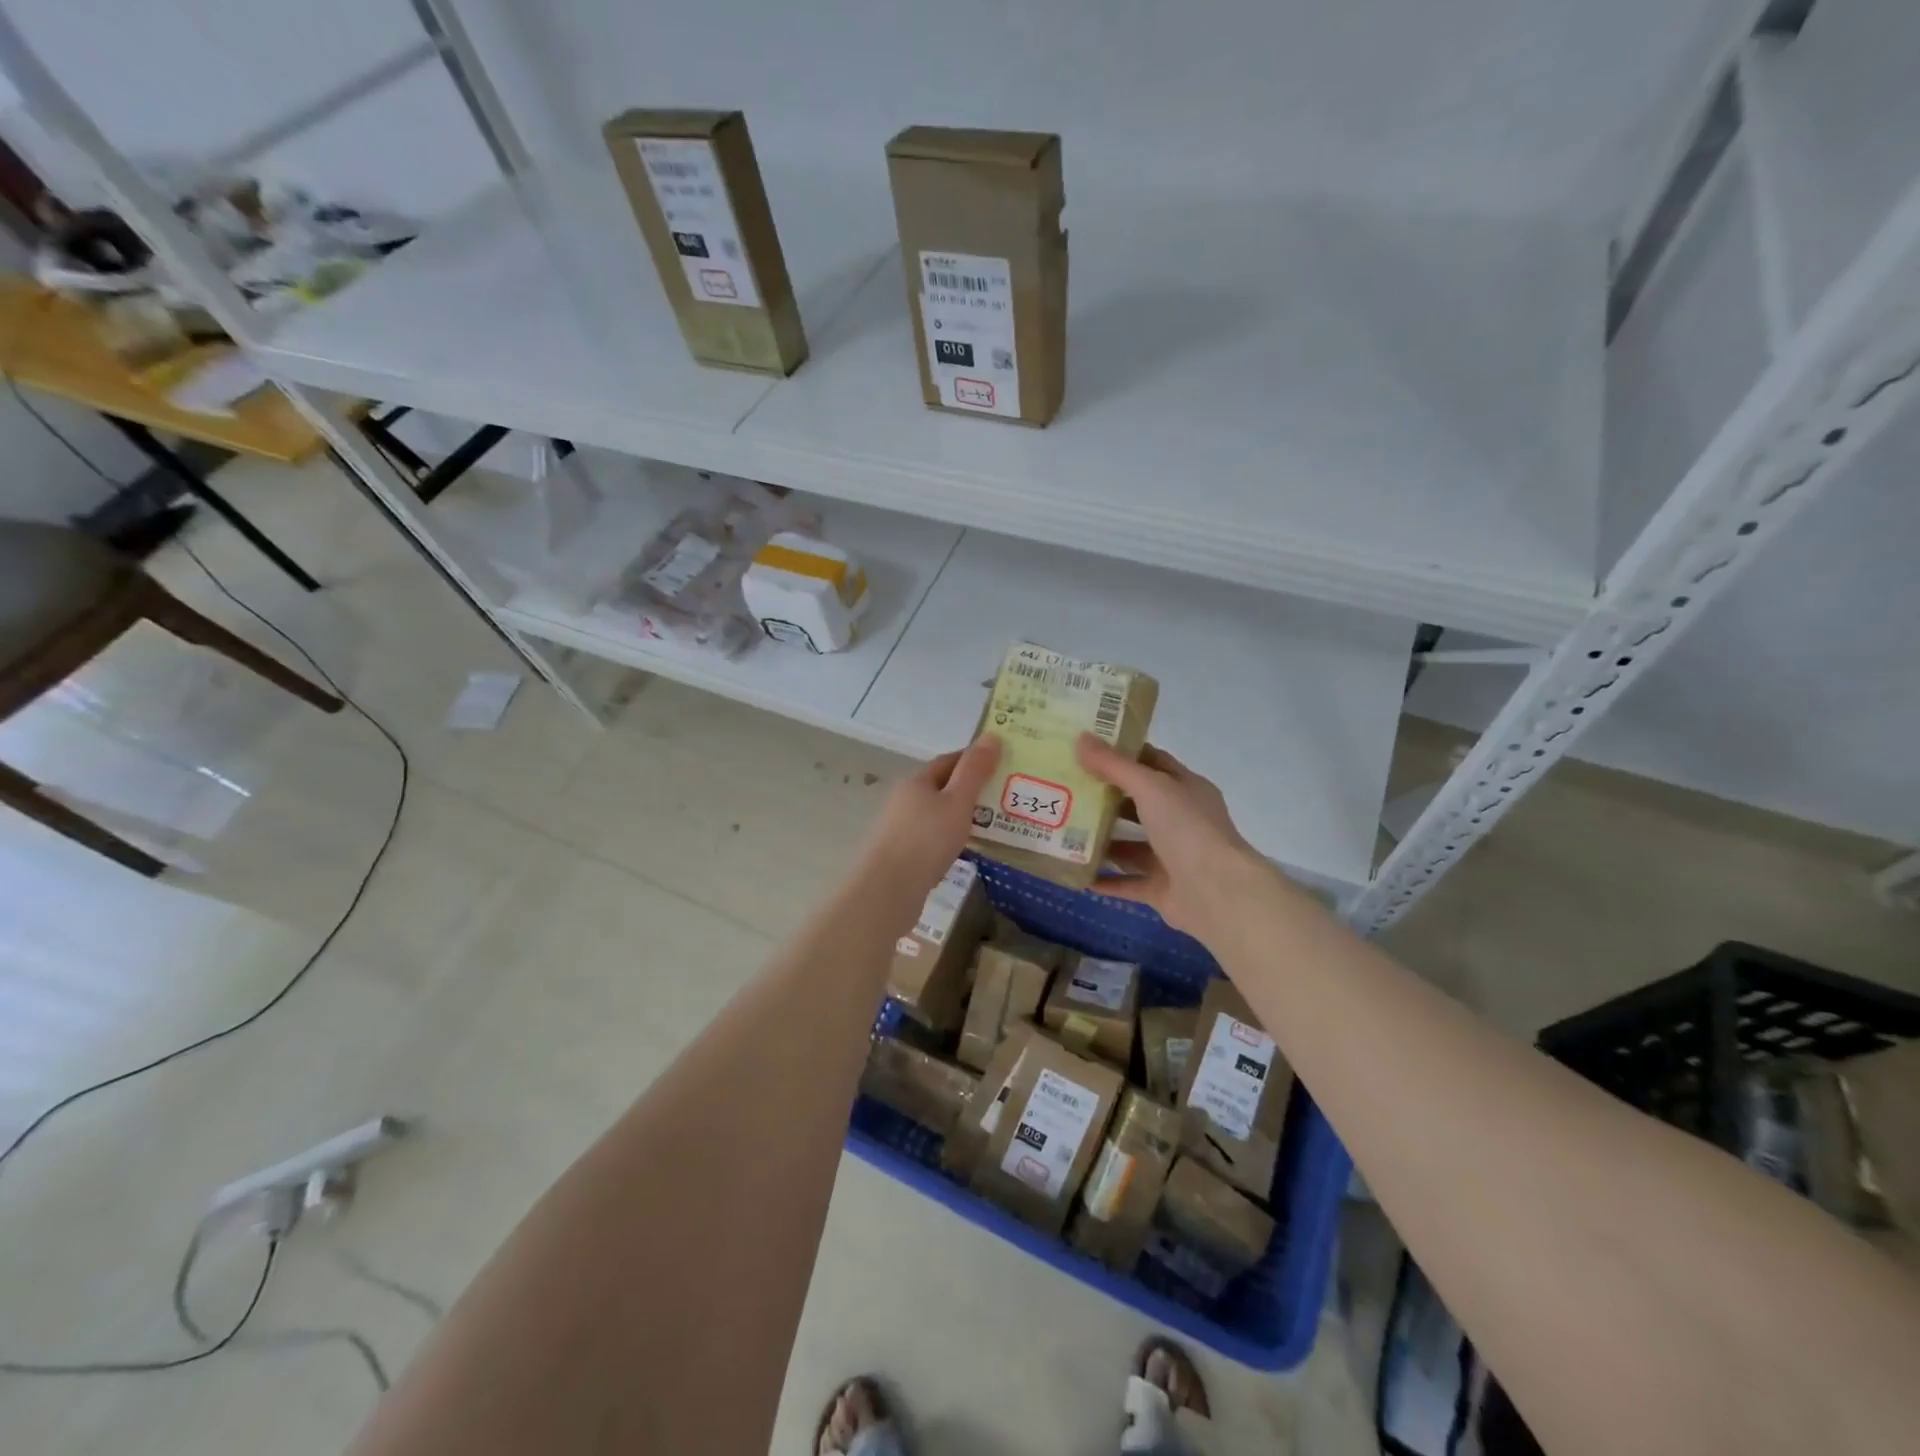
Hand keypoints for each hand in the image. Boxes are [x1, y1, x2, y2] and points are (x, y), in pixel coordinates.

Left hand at [852, 735, 1001, 910]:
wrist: (887, 889)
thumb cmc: (926, 840)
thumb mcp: (958, 802)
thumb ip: (975, 771)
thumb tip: (991, 736)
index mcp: (917, 781)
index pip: (949, 761)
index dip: (974, 760)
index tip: (1001, 765)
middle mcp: (904, 799)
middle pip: (940, 787)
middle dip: (969, 790)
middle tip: (1002, 798)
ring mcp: (898, 827)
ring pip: (935, 814)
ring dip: (958, 816)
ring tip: (988, 826)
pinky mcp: (899, 854)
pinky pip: (930, 837)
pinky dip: (948, 838)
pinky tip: (962, 851)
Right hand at [1074, 734, 1268, 938]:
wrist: (1217, 893)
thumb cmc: (1187, 829)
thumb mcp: (1150, 787)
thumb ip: (1114, 765)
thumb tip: (1080, 738)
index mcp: (1186, 789)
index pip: (1153, 762)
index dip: (1124, 754)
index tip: (1088, 748)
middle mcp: (1181, 821)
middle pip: (1139, 804)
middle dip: (1106, 798)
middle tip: (1067, 789)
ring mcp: (1173, 857)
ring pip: (1132, 846)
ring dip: (1103, 840)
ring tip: (1065, 831)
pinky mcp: (1163, 889)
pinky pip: (1128, 882)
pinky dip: (1105, 880)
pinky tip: (1078, 874)